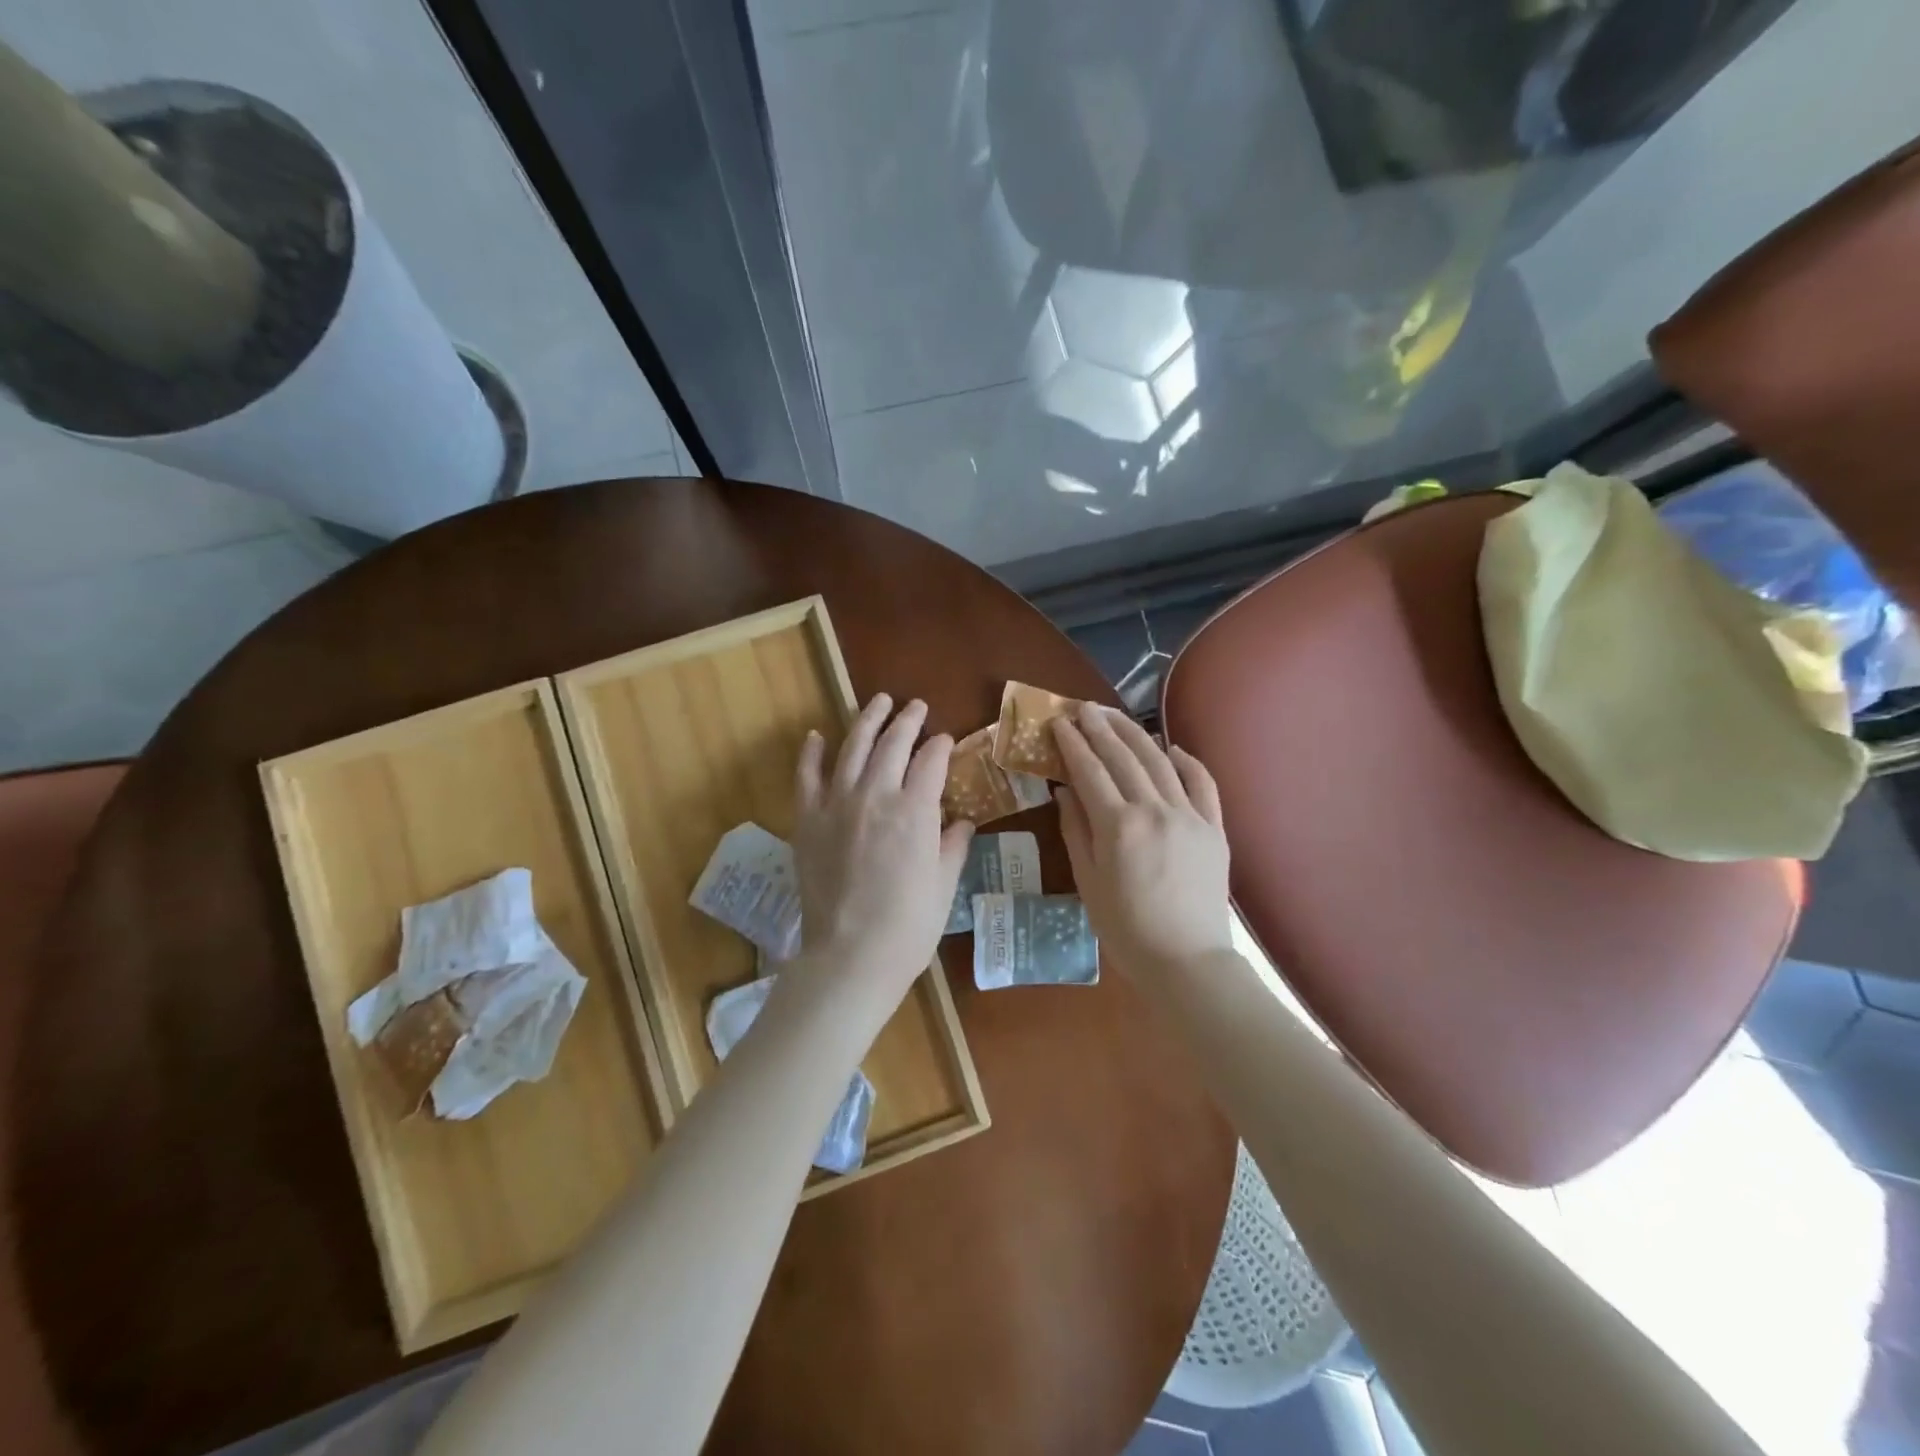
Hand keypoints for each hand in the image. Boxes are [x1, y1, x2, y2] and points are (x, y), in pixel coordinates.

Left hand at [790, 694, 973, 1009]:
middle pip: (893, 743)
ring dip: (867, 721)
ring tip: (877, 702)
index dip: (941, 746)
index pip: (931, 760)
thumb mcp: (944, 884)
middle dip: (908, 720)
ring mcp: (836, 804)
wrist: (851, 956)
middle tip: (916, 707)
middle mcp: (875, 795)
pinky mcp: (807, 820)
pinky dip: (812, 753)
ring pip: (852, 747)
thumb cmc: (909, 925)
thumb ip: (952, 845)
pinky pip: (807, 776)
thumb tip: (962, 822)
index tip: (946, 740)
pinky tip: (817, 735)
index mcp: (915, 810)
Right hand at [1053, 703, 1232, 977]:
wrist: (1187, 962)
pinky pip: (1202, 784)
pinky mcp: (1214, 828)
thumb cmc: (1126, 929)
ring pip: (1160, 762)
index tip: (1058, 722)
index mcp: (1118, 826)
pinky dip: (1187, 761)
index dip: (1072, 744)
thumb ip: (1076, 831)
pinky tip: (1172, 748)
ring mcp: (1190, 816)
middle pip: (1123, 757)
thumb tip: (1064, 791)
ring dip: (1135, 734)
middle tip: (1082, 707)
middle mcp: (1154, 810)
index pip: (1089, 771)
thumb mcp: (1088, 882)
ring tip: (1115, 716)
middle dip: (1100, 728)